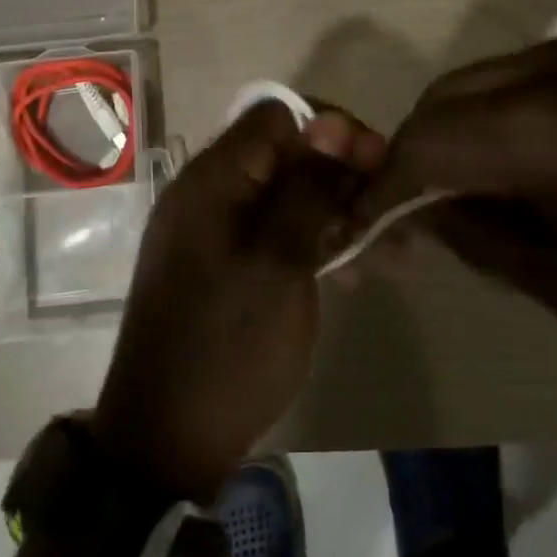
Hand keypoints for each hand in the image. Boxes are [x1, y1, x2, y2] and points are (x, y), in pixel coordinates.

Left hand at [92, 101, 383, 502]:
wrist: (166, 442)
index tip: (376, 164)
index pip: (279, 115)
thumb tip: (332, 122)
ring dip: (336, 213)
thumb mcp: (280, 261)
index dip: (333, 130)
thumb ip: (307, 187)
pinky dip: (312, 242)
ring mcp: (213, 230)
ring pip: (286, 195)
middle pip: (286, 154)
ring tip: (387, 252)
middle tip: (389, 214)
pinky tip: (351, 272)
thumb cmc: (229, 346)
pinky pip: (273, 232)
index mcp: (213, 179)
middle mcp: (209, 192)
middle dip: (342, 175)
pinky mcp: (222, 264)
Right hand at [357, 29, 556, 349]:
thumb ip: (479, 237)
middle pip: (446, 96)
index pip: (422, 145)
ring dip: (469, 123)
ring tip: (489, 176)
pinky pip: (544, 68)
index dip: (384, 186)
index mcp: (537, 131)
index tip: (366, 222)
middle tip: (423, 202)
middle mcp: (554, 66)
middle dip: (419, 148)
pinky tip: (553, 147)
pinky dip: (520, 105)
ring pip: (490, 75)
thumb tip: (430, 211)